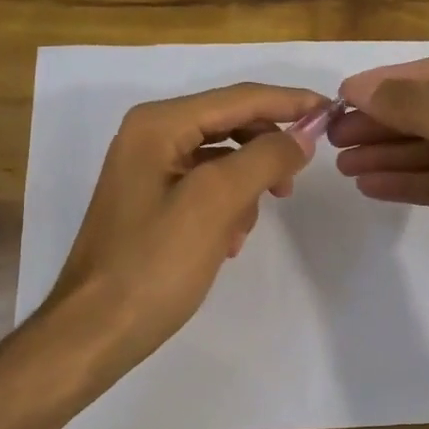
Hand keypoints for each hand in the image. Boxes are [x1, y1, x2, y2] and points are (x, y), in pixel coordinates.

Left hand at [42, 82, 324, 374]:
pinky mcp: (152, 200)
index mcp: (158, 124)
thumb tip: (302, 136)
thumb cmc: (155, 263)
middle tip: (294, 183)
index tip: (331, 111)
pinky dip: (226, 206)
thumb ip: (265, 158)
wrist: (96, 329)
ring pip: (221, 158)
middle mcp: (150, 135)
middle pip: (229, 124)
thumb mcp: (216, 202)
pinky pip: (205, 186)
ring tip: (246, 227)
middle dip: (265, 151)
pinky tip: (228, 242)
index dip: (289, 102)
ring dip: (246, 186)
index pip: (238, 98)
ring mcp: (148, 168)